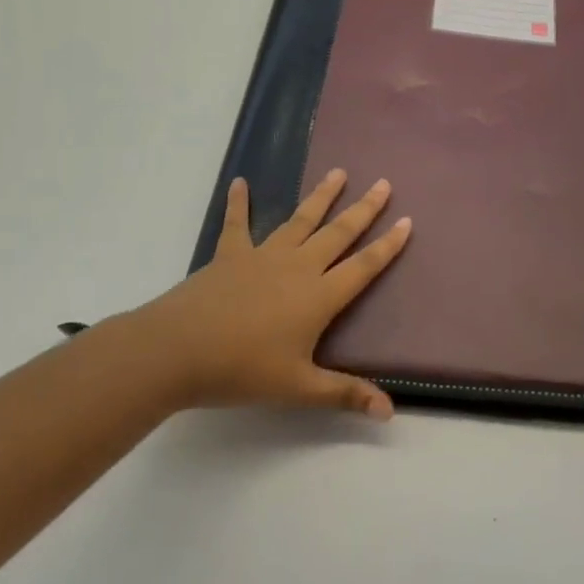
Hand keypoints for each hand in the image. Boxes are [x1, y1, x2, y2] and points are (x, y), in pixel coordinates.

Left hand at [99, 170, 411, 417]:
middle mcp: (298, 267)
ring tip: (339, 172)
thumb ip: (345, 394)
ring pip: (301, 219)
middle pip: (339, 232)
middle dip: (364, 208)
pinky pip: (238, 222)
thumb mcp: (299, 388)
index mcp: (319, 296)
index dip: (388, 245)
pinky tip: (241, 182)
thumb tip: (390, 411)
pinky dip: (239, 202)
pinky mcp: (230, 254)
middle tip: (383, 184)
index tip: (407, 221)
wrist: (176, 351)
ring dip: (321, 195)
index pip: (363, 266)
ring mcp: (264, 255)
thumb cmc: (241, 370)